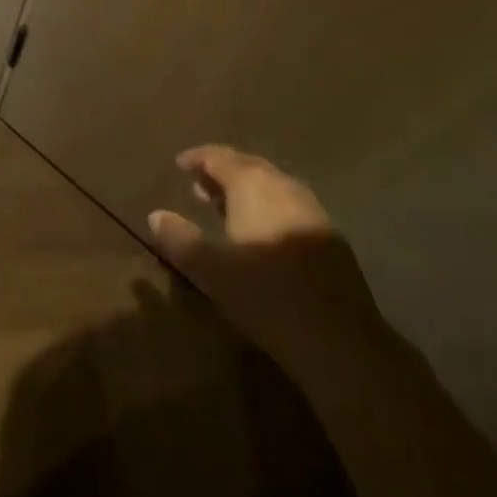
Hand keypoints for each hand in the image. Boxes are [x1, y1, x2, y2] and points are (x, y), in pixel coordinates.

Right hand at [148, 146, 386, 363]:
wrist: (340, 339)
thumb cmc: (265, 295)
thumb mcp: (211, 270)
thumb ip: (181, 239)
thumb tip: (156, 215)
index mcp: (253, 185)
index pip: (220, 157)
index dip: (198, 158)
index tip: (180, 164)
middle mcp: (284, 186)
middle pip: (248, 166)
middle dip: (222, 172)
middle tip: (198, 185)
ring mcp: (312, 209)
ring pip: (271, 186)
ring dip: (246, 190)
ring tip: (224, 208)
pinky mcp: (330, 236)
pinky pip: (289, 205)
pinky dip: (267, 207)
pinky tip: (261, 233)